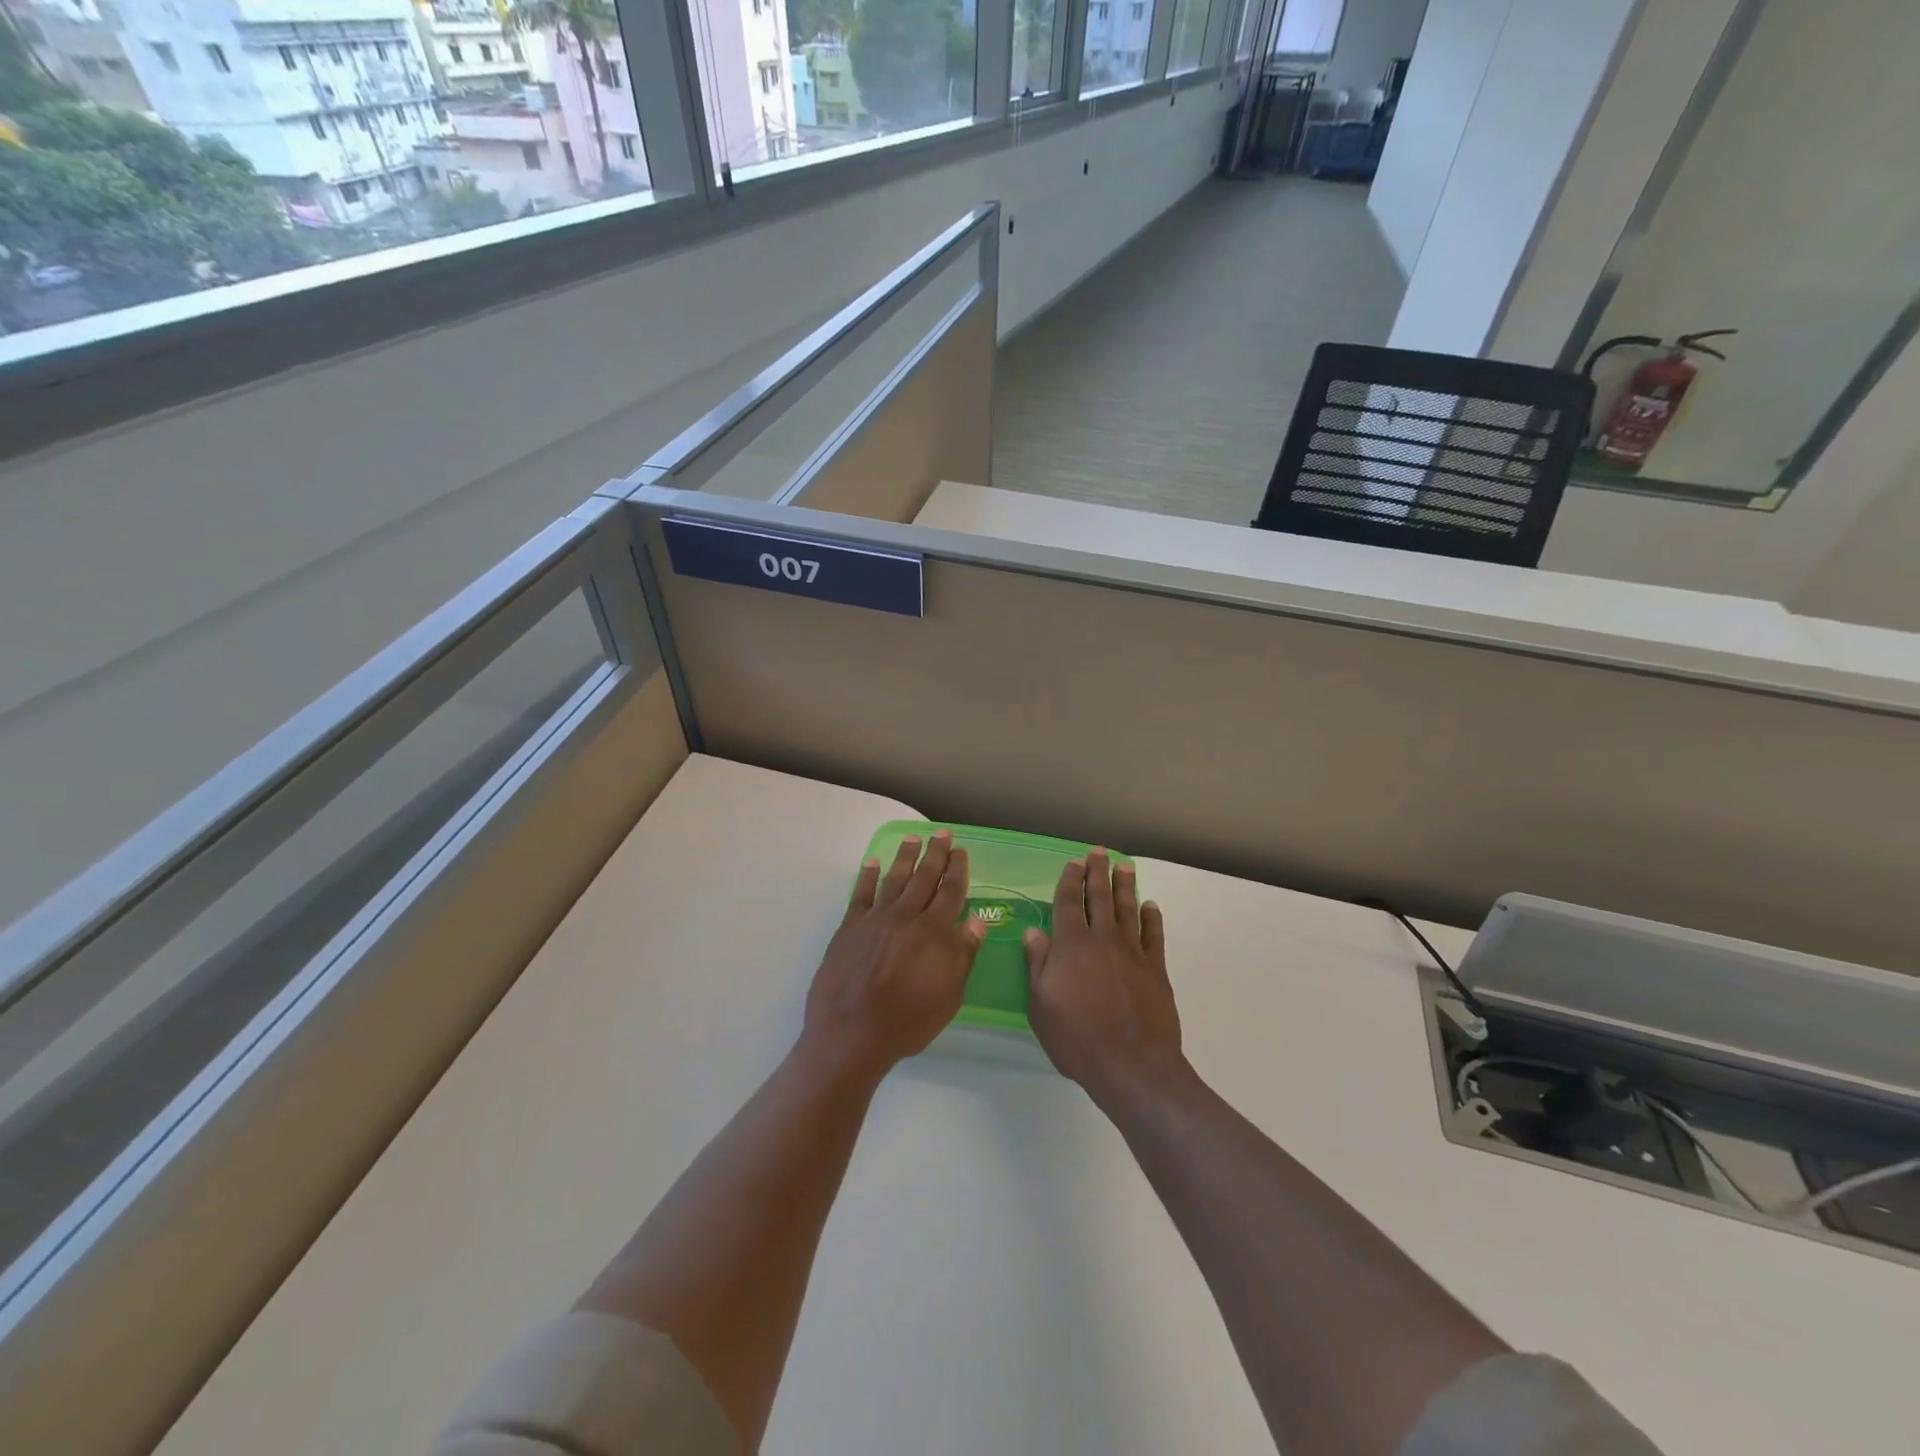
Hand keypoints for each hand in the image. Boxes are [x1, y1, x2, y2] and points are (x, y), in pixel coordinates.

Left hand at [803, 830, 986, 1082]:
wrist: (852, 1034)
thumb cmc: (908, 1022)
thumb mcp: (949, 996)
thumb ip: (963, 955)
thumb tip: (977, 920)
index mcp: (934, 933)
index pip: (950, 892)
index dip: (957, 870)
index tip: (961, 851)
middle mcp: (906, 917)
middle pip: (924, 877)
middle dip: (935, 853)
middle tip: (941, 833)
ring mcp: (875, 919)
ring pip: (894, 879)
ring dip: (905, 857)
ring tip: (912, 838)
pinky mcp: (850, 927)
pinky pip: (860, 893)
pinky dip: (867, 876)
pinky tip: (872, 862)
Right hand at [1024, 849, 1188, 1107]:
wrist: (1132, 1065)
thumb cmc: (1077, 1037)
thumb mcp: (1041, 1005)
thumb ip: (1038, 964)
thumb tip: (1034, 932)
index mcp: (1071, 945)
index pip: (1068, 903)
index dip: (1070, 881)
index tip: (1074, 863)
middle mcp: (1102, 939)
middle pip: (1100, 897)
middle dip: (1098, 872)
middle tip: (1100, 852)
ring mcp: (1132, 952)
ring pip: (1128, 909)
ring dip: (1125, 886)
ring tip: (1125, 866)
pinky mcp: (1155, 969)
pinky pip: (1153, 935)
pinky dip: (1151, 918)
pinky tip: (1150, 906)